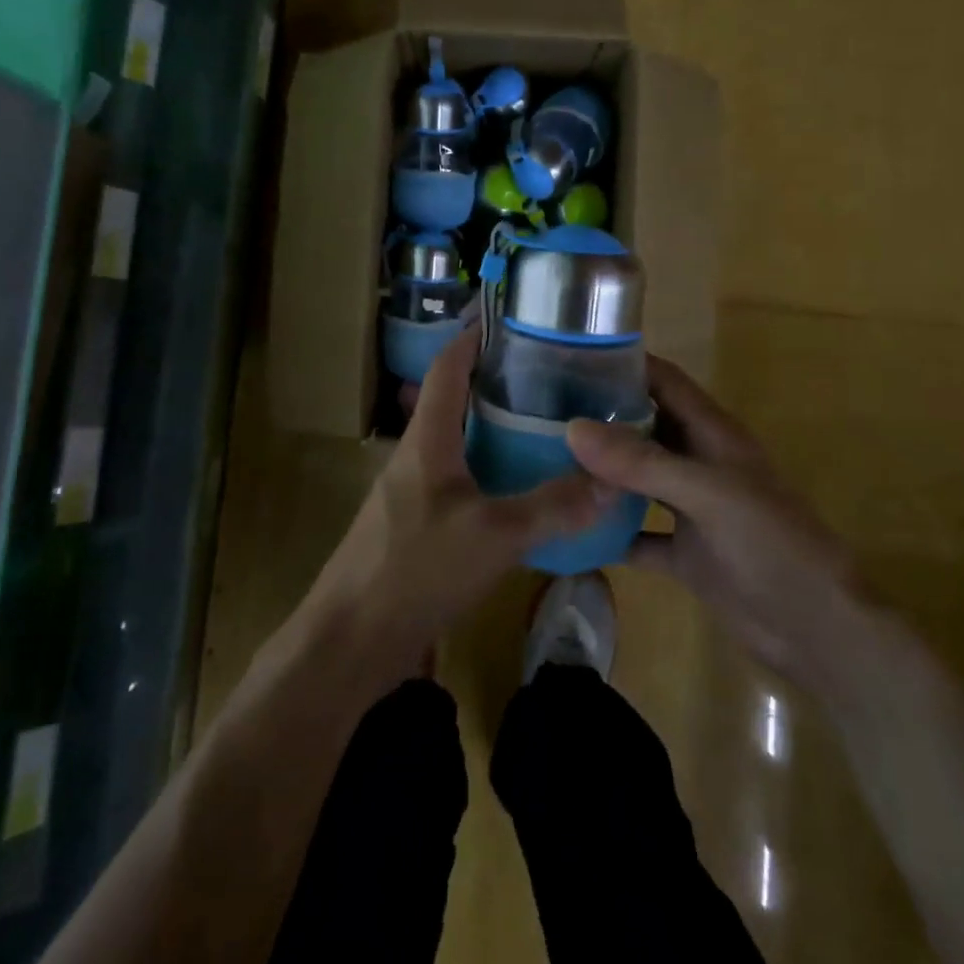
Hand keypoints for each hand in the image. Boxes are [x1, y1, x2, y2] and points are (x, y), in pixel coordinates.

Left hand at [308, 327, 614, 666]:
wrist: (351, 642)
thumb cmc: (416, 569)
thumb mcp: (494, 535)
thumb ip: (553, 506)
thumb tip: (612, 480)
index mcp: (426, 439)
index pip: (446, 367)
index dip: (474, 337)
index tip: (513, 321)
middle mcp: (416, 455)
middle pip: (455, 401)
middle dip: (496, 383)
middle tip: (549, 376)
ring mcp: (413, 492)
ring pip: (458, 443)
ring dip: (495, 429)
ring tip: (546, 425)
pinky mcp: (417, 526)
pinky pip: (459, 481)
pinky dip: (490, 471)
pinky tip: (522, 489)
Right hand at [567, 358, 857, 681]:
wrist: (817, 631)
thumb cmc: (772, 545)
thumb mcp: (708, 494)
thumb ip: (643, 462)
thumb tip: (573, 428)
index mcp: (712, 433)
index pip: (663, 381)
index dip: (623, 363)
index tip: (568, 357)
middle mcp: (698, 463)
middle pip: (643, 426)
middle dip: (599, 416)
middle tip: (538, 412)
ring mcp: (690, 510)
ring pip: (636, 480)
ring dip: (599, 473)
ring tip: (541, 461)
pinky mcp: (684, 554)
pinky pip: (636, 536)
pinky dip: (608, 534)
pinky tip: (567, 534)